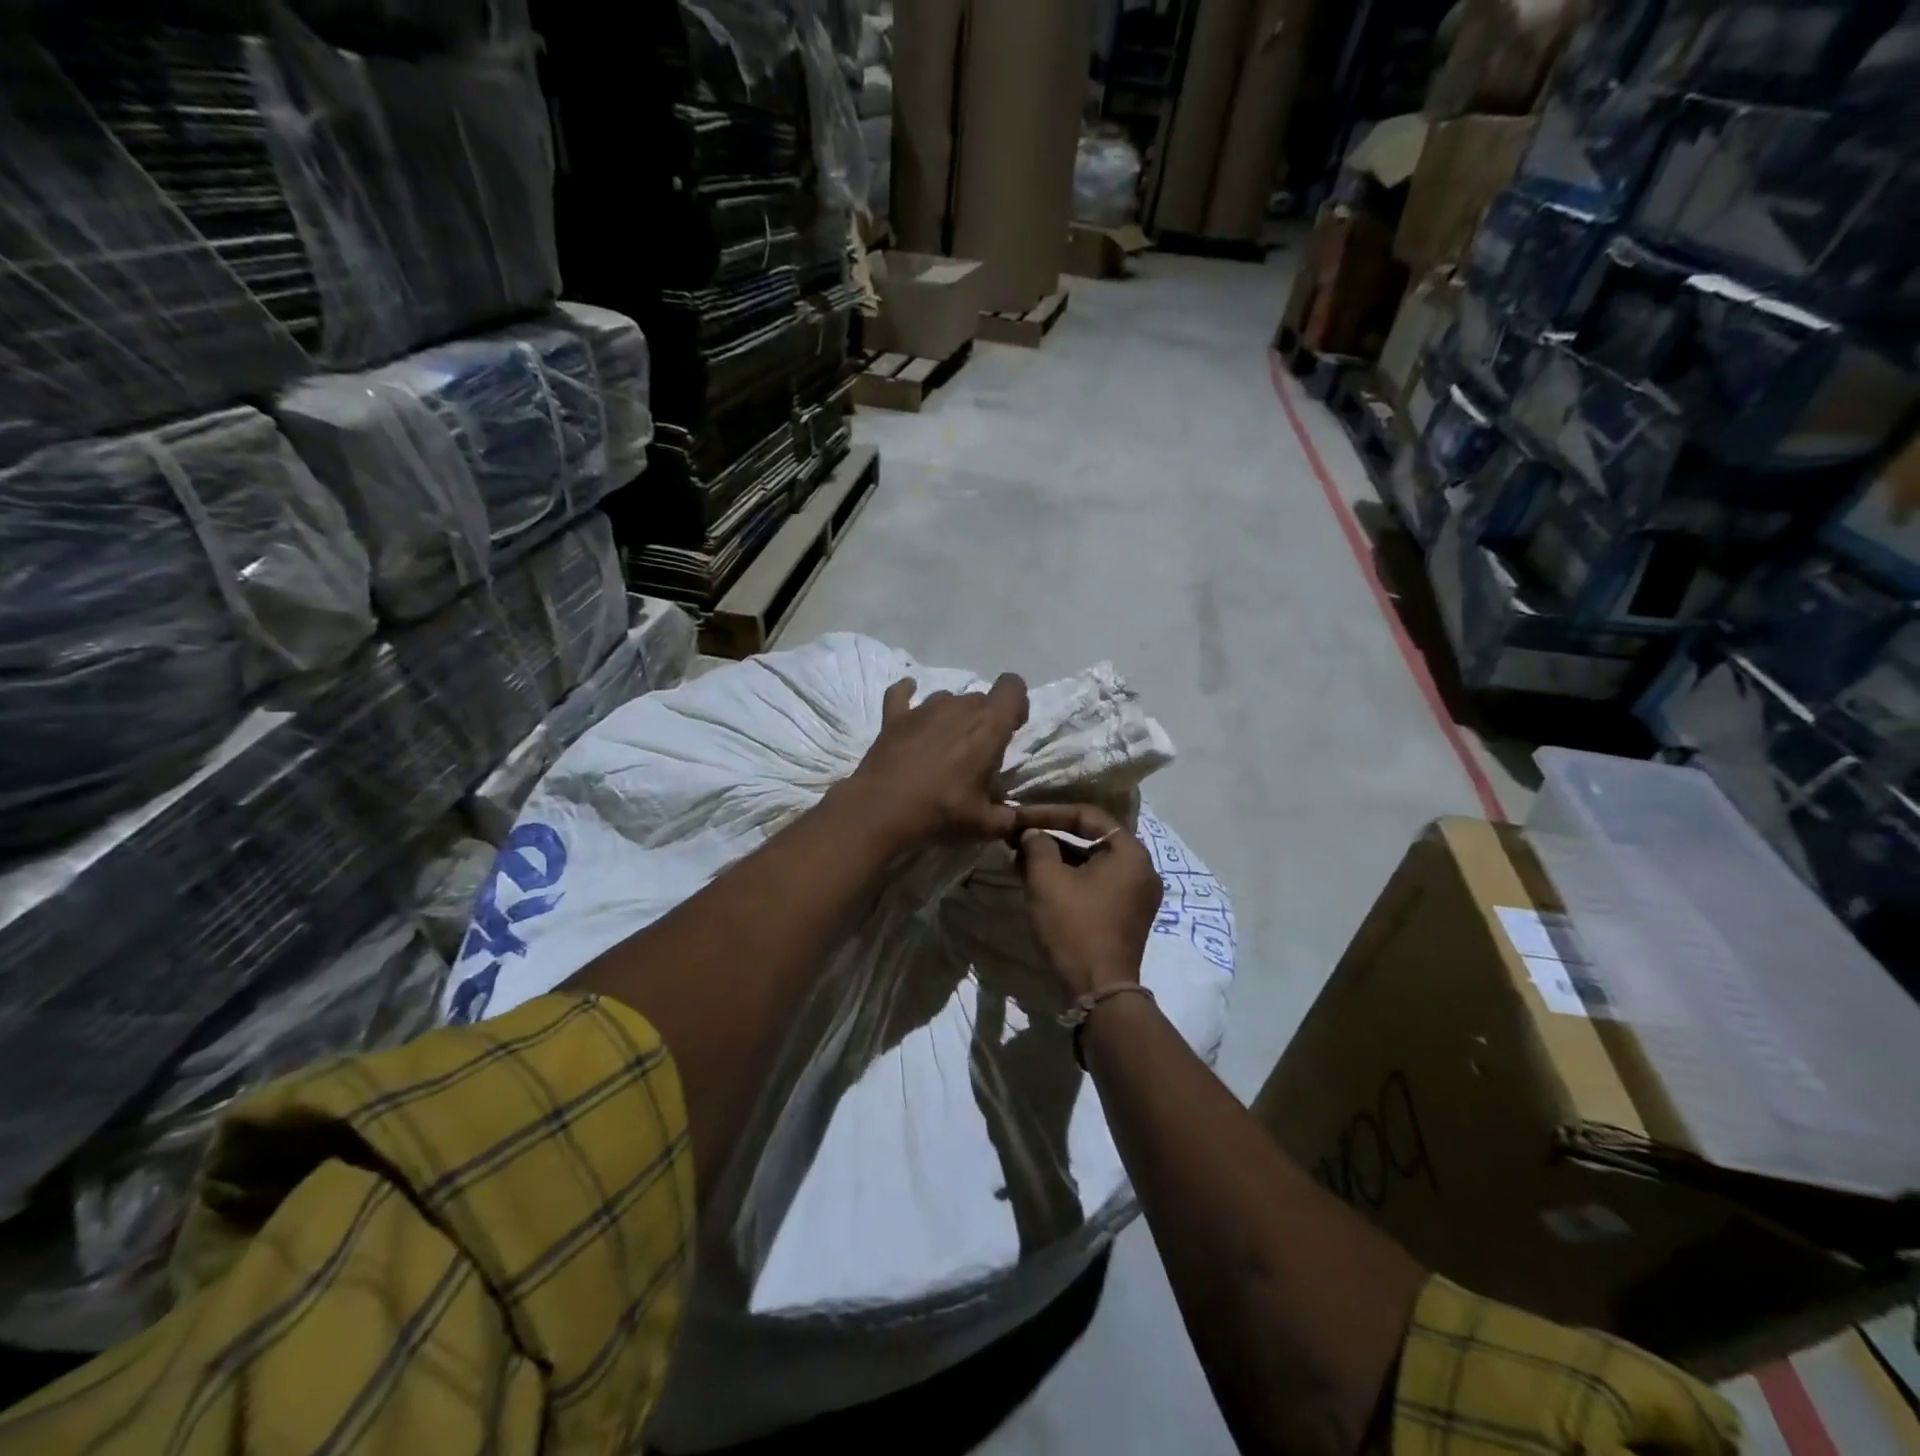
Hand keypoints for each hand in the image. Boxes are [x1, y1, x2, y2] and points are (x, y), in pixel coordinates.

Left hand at [840, 674, 1029, 846]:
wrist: (882, 812)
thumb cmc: (941, 812)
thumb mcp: (985, 824)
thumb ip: (1008, 817)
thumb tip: (1014, 818)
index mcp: (988, 725)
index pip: (1012, 687)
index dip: (1016, 703)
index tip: (1011, 728)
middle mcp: (958, 706)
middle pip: (981, 698)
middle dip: (984, 719)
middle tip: (977, 752)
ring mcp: (923, 708)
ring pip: (947, 699)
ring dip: (951, 716)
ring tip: (944, 746)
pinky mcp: (894, 716)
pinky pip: (901, 694)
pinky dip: (907, 695)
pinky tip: (908, 705)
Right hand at [1016, 804, 1163, 999]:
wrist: (1098, 990)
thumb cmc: (1074, 926)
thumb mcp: (1047, 879)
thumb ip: (1037, 845)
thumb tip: (1031, 833)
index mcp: (1131, 852)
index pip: (1088, 815)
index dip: (1049, 812)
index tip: (1019, 816)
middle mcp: (1142, 868)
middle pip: (1092, 838)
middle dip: (1052, 835)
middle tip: (1019, 835)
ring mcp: (1137, 894)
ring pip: (1092, 862)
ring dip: (1057, 857)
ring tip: (1021, 857)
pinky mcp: (1127, 915)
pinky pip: (1097, 882)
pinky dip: (1070, 877)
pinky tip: (1039, 879)